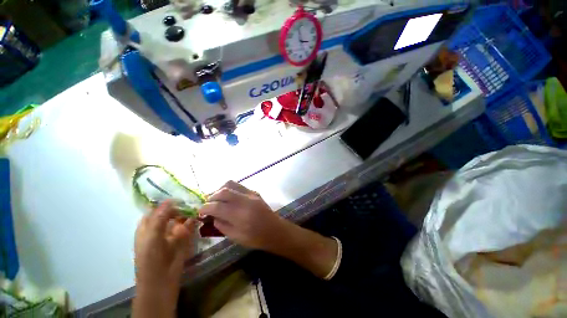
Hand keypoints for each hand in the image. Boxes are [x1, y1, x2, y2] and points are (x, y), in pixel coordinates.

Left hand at [133, 201, 197, 317]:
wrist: (161, 280)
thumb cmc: (150, 257)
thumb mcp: (152, 236)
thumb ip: (160, 217)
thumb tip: (170, 200)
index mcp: (148, 225)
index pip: (156, 208)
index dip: (166, 201)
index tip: (179, 194)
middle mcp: (161, 226)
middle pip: (171, 211)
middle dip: (180, 205)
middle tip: (191, 199)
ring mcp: (173, 231)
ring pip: (181, 217)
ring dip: (188, 212)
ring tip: (196, 205)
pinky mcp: (184, 236)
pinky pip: (189, 224)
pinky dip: (193, 220)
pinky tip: (198, 216)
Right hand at [200, 181, 338, 278]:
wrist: (275, 230)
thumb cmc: (256, 238)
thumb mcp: (235, 237)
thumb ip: (221, 225)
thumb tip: (212, 216)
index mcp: (240, 214)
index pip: (217, 206)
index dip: (205, 208)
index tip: (200, 211)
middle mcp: (245, 200)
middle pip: (223, 191)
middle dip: (211, 197)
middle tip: (208, 205)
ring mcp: (251, 194)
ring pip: (231, 184)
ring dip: (220, 190)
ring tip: (217, 199)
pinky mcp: (255, 192)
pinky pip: (239, 186)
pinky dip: (230, 189)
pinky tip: (229, 198)